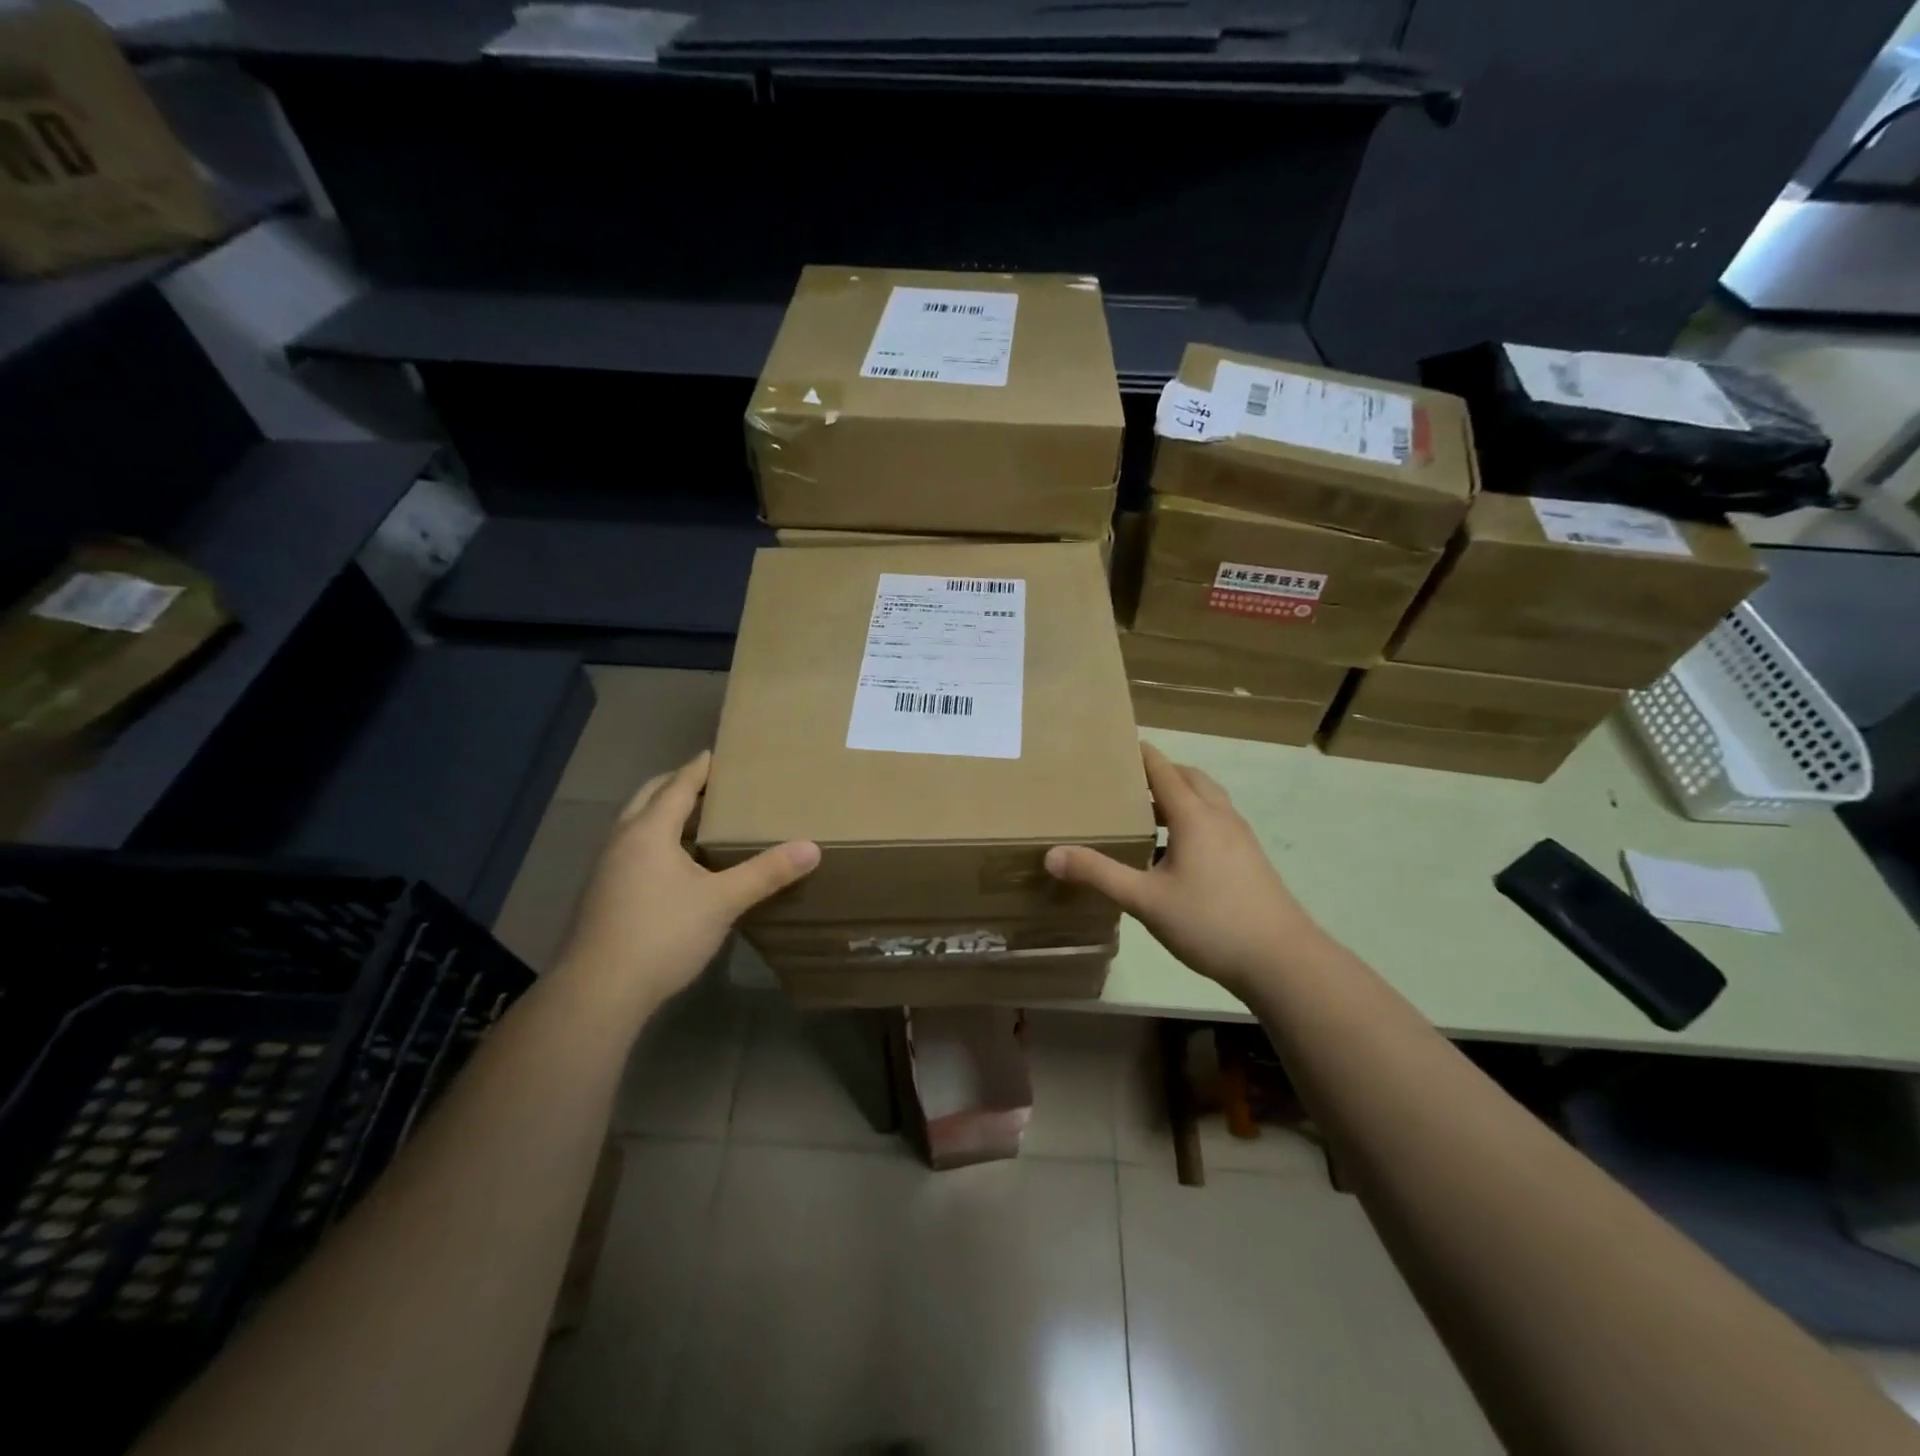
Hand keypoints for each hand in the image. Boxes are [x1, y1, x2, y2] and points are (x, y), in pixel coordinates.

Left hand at [556, 751, 819, 1013]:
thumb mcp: (723, 901)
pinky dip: (653, 839)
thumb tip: (812, 848)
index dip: (698, 769)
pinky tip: (674, 863)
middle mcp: (621, 841)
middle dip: (675, 784)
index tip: (715, 753)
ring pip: (635, 824)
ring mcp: (606, 868)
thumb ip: (766, 873)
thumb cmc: (662, 934)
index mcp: (649, 832)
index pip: (677, 786)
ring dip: (661, 813)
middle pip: (648, 798)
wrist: (599, 992)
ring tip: (694, 817)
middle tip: (707, 781)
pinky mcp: (602, 895)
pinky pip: (630, 849)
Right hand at [1045, 742, 1318, 999]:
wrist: (1282, 960)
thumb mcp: (1145, 900)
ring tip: (1146, 814)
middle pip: (1189, 778)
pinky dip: (1193, 819)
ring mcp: (1240, 837)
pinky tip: (1175, 853)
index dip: (1140, 753)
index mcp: (1194, 816)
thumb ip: (1099, 874)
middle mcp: (1220, 817)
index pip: (1163, 770)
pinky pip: (1217, 822)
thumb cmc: (1210, 923)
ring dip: (1179, 796)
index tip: (1114, 743)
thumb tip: (1052, 855)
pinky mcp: (1250, 859)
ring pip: (1207, 800)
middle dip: (1159, 772)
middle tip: (1125, 781)